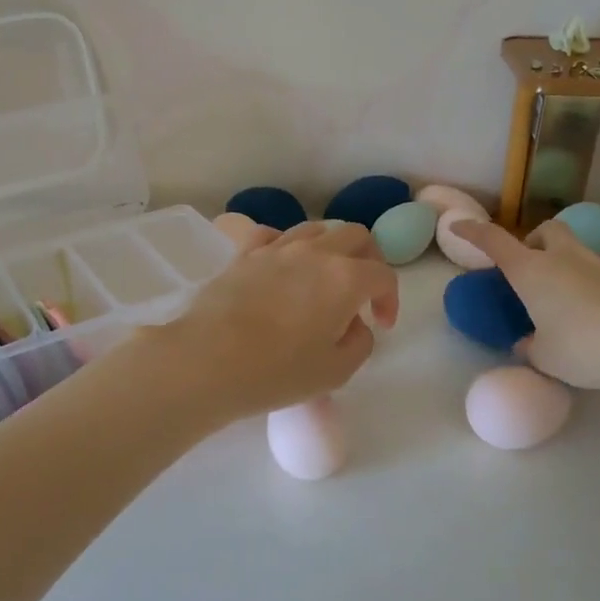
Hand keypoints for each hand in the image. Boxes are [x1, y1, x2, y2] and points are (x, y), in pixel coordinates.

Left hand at [159, 221, 399, 421]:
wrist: (209, 359)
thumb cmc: (278, 371)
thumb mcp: (337, 371)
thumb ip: (360, 343)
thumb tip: (355, 325)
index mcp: (345, 278)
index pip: (383, 275)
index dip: (390, 299)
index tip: (380, 325)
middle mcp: (315, 252)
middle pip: (355, 236)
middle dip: (368, 260)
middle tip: (361, 292)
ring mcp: (277, 248)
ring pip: (315, 229)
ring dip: (329, 249)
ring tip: (322, 279)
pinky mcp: (244, 254)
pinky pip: (272, 235)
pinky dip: (285, 245)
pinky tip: (282, 266)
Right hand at [448, 219, 599, 392]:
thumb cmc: (582, 348)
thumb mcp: (544, 356)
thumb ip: (530, 346)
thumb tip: (526, 343)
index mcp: (533, 271)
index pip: (494, 241)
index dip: (473, 232)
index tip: (457, 227)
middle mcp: (565, 259)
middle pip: (547, 230)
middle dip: (534, 241)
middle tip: (531, 268)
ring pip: (577, 250)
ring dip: (565, 264)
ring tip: (565, 300)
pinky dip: (591, 286)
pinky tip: (596, 318)